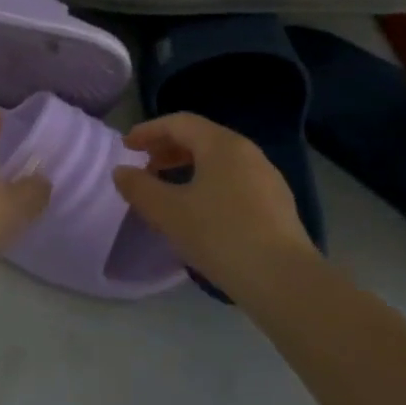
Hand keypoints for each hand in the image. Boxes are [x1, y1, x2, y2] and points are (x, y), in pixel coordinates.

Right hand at [112, 113, 313, 289]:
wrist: (283, 281)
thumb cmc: (220, 235)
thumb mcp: (167, 211)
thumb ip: (139, 187)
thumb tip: (122, 172)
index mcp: (222, 144)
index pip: (179, 123)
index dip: (148, 131)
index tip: (126, 147)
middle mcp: (248, 153)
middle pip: (201, 138)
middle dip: (168, 149)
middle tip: (145, 167)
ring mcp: (267, 179)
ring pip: (219, 161)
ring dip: (188, 168)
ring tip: (168, 191)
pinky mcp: (277, 206)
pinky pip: (234, 182)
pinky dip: (208, 185)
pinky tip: (200, 213)